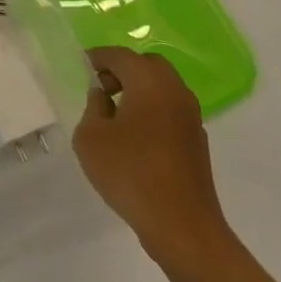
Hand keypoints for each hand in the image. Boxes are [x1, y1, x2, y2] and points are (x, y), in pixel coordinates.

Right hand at [73, 47, 233, 268]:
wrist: (182, 226)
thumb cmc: (130, 173)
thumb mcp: (91, 137)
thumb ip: (93, 107)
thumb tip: (104, 96)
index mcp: (149, 81)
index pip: (120, 55)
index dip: (98, 57)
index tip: (82, 64)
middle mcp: (174, 90)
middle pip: (146, 65)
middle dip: (122, 69)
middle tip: (101, 86)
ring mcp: (191, 116)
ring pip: (162, 87)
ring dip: (140, 90)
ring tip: (116, 113)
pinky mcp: (197, 140)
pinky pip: (170, 110)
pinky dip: (153, 110)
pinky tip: (136, 136)